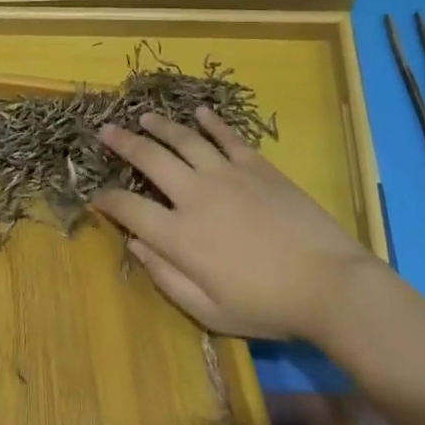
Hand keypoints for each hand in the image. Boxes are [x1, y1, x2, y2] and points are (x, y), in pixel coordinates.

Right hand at [92, 108, 376, 342]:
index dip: (108, 200)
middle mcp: (195, 195)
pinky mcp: (256, 164)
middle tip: (106, 130)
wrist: (327, 283)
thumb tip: (136, 244)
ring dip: (160, 125)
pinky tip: (200, 113)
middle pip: (150, 159)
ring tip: (144, 116)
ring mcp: (227, 173)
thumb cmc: (267, 305)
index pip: (130, 209)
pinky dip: (211, 122)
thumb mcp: (210, 311)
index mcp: (180, 235)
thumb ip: (167, 277)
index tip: (96, 194)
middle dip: (123, 143)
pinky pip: (227, 136)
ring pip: (184, 139)